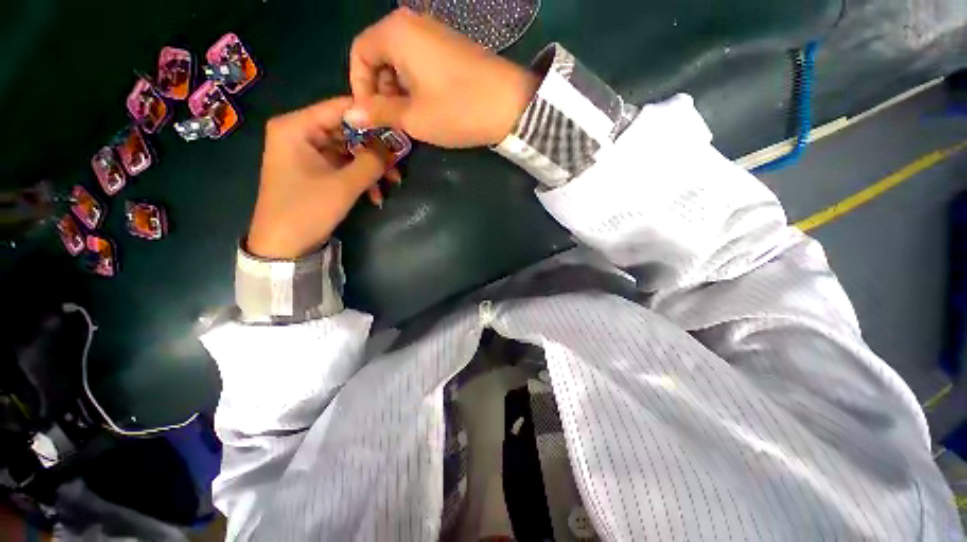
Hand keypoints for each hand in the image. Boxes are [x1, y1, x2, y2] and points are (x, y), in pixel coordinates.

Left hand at [247, 97, 397, 259]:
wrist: (283, 246)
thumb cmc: (307, 210)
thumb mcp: (344, 185)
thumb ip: (371, 162)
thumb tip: (394, 147)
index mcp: (296, 127)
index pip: (340, 108)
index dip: (372, 118)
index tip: (399, 131)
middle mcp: (299, 133)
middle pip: (346, 131)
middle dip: (374, 150)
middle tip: (398, 164)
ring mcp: (306, 152)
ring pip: (348, 150)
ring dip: (371, 168)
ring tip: (392, 184)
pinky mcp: (313, 170)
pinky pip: (342, 165)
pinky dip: (360, 178)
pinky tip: (375, 195)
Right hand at [347, 8, 538, 147]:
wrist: (511, 105)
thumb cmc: (458, 111)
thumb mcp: (414, 117)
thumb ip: (379, 112)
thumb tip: (349, 113)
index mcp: (396, 33)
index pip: (359, 53)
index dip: (359, 87)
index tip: (370, 115)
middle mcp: (413, 23)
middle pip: (380, 55)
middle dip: (380, 90)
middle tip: (392, 121)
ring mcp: (435, 33)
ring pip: (401, 61)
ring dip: (398, 91)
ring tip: (411, 118)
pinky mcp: (451, 47)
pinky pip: (421, 62)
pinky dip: (416, 85)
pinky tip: (427, 106)